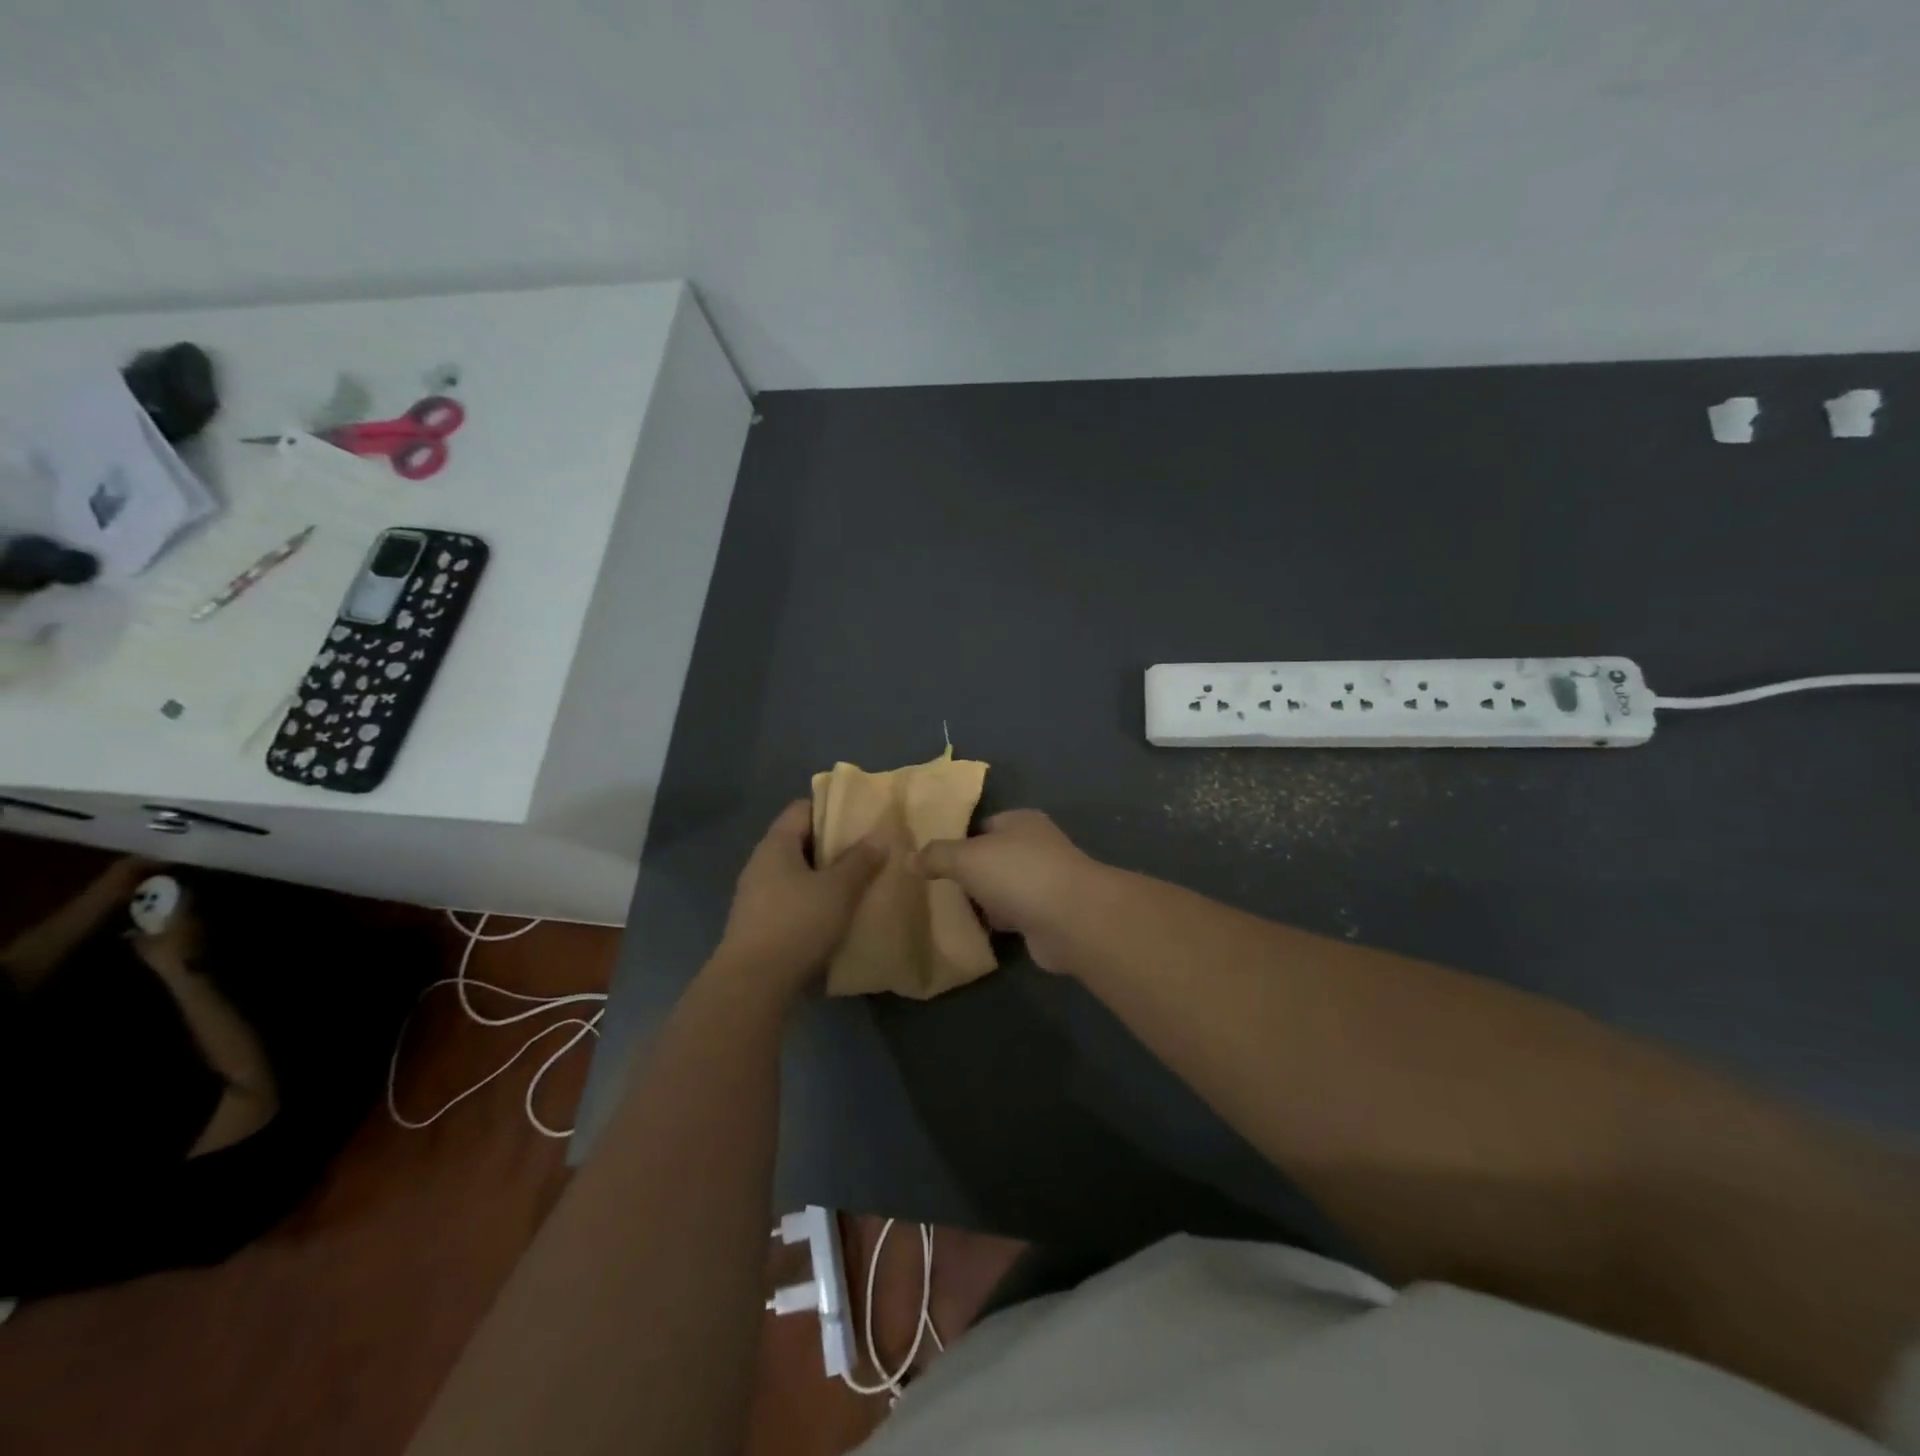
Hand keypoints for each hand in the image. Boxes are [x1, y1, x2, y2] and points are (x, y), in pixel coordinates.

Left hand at [713, 802, 884, 998]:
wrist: (752, 985)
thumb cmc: (797, 924)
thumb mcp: (838, 890)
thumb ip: (861, 860)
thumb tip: (880, 833)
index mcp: (776, 845)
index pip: (802, 808)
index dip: (831, 808)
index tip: (862, 818)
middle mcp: (761, 864)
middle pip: (800, 841)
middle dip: (834, 846)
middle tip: (869, 852)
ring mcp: (756, 896)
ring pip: (797, 874)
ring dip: (825, 877)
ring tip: (859, 884)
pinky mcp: (759, 925)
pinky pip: (792, 901)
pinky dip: (814, 902)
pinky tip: (837, 916)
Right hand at [913, 810, 1106, 971]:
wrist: (1071, 920)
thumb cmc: (1018, 874)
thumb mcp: (967, 858)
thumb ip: (937, 856)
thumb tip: (909, 858)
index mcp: (1021, 821)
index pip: (984, 825)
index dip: (959, 840)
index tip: (933, 859)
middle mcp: (1037, 846)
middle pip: (993, 857)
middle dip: (970, 873)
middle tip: (937, 887)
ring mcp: (1046, 881)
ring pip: (1004, 887)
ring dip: (985, 900)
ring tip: (950, 910)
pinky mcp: (1049, 914)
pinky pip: (1015, 914)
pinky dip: (999, 921)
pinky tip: (976, 930)